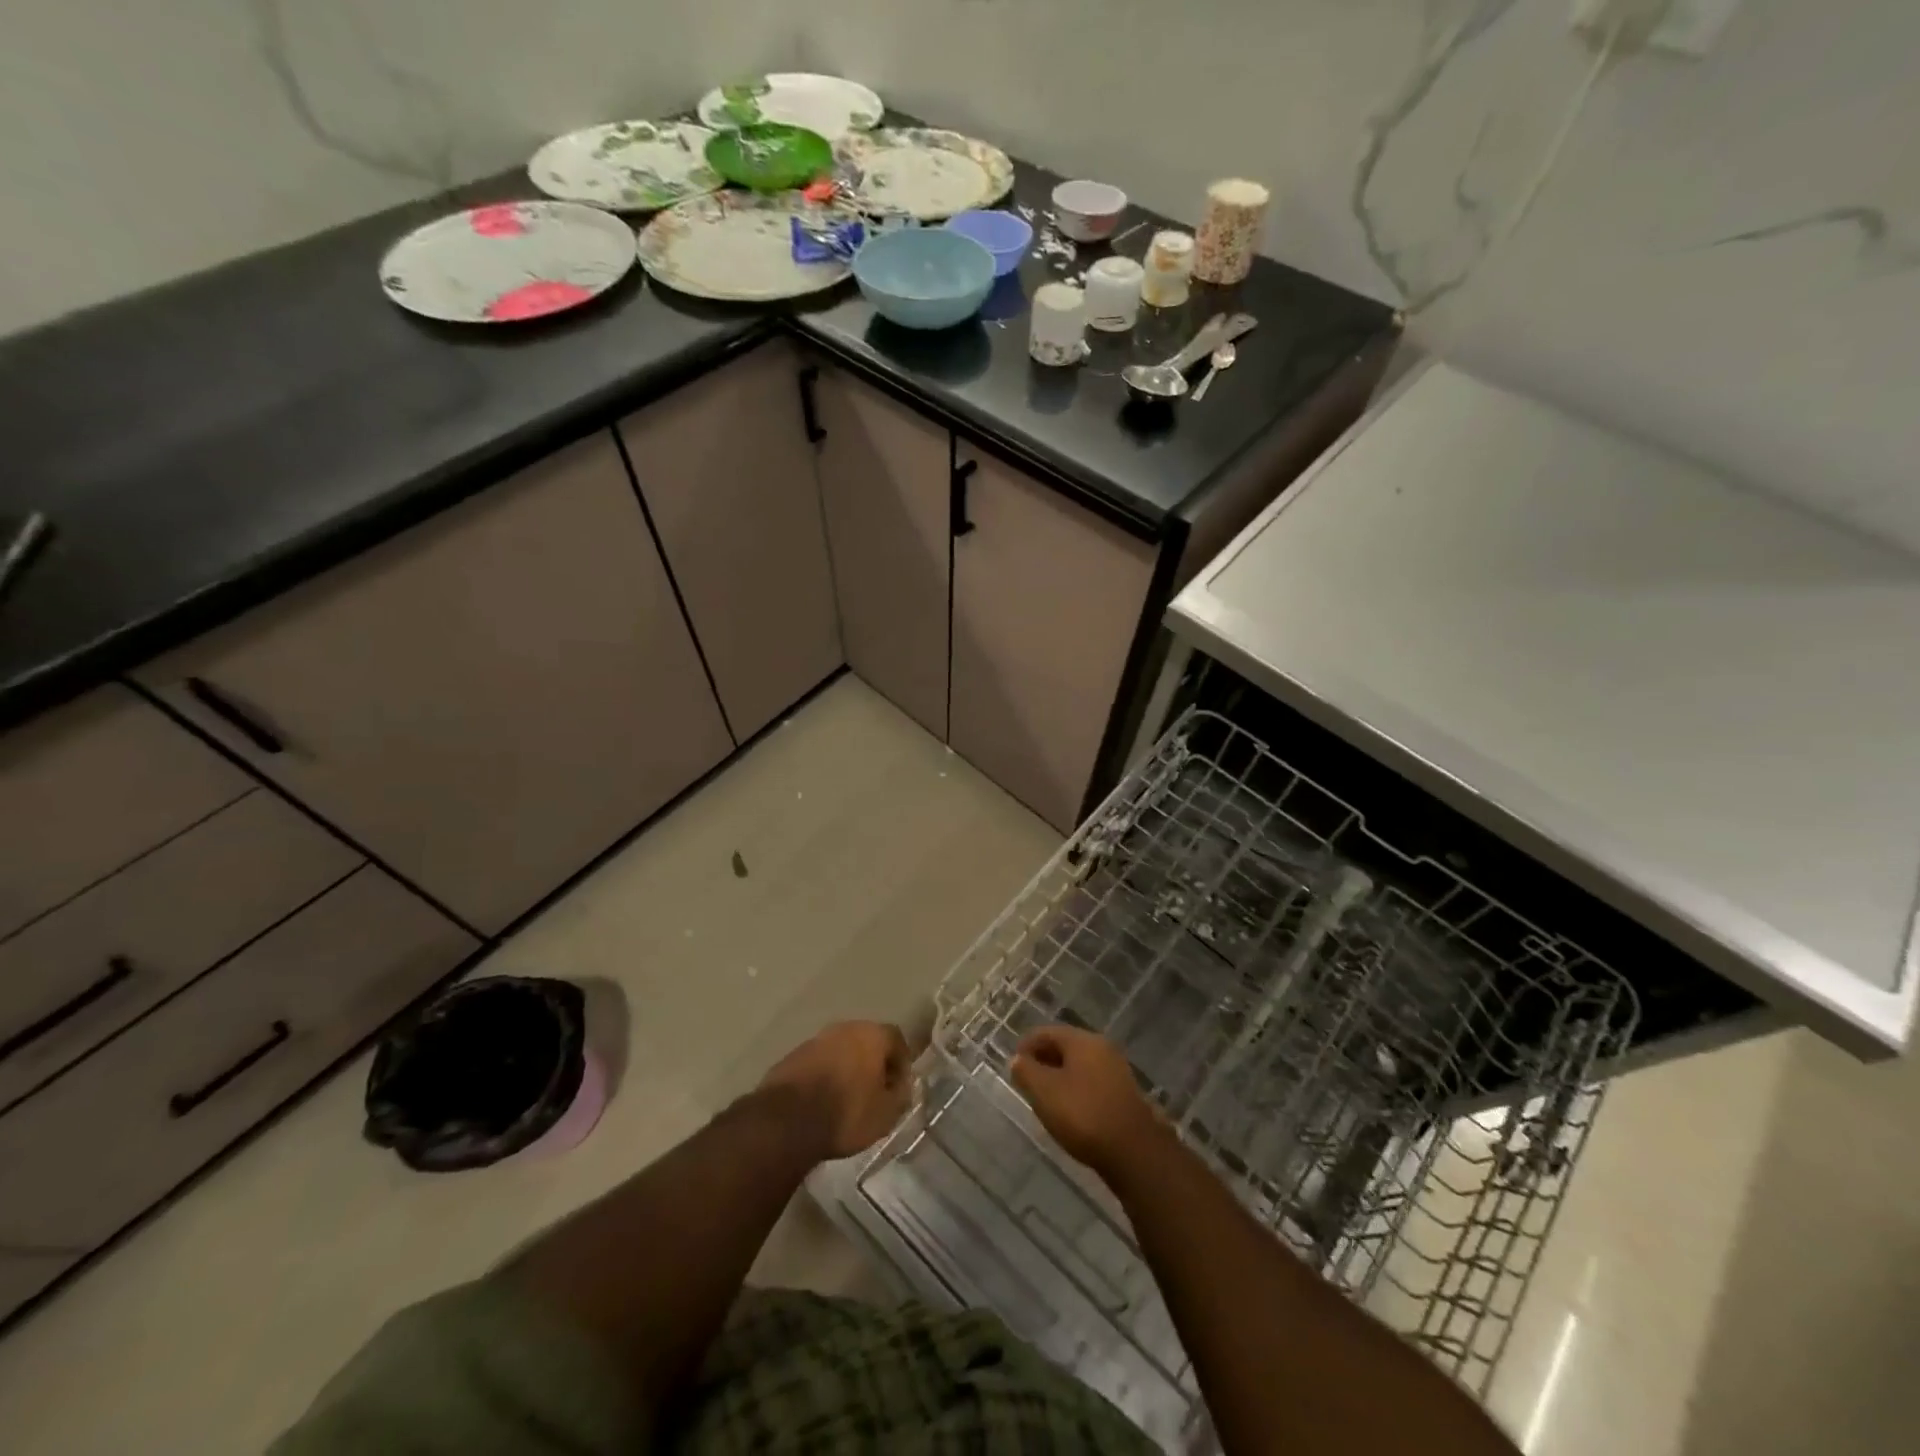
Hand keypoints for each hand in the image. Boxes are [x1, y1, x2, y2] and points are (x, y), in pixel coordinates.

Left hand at [759, 1020, 912, 1160]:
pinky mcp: (792, 1056)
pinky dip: (825, 1076)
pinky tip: (823, 1101)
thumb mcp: (886, 1114)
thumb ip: (901, 1095)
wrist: (787, 1121)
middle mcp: (844, 1028)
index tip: (899, 1087)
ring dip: (847, 1069)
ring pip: (840, 1050)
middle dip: (873, 1063)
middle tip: (875, 1091)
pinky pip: (818, 1063)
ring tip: (848, 1099)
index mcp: (872, 1034)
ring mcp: (816, 1040)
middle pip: (866, 1041)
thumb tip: (902, 1086)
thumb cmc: (847, 1113)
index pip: (896, 1038)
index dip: (901, 1062)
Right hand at [1011, 1025, 1165, 1180]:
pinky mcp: (1123, 1093)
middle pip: (1065, 1046)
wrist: (1134, 1151)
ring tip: (1044, 1097)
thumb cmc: (1083, 1115)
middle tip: (1026, 1081)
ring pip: (1079, 1064)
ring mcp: (1116, 1070)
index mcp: (1082, 1040)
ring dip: (1059, 1075)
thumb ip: (1026, 1071)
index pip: (1046, 1032)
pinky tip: (1069, 1109)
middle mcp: (1102, 1047)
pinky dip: (1075, 1088)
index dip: (1026, 1045)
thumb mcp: (1045, 1092)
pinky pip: (1091, 1081)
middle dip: (1043, 1060)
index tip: (1013, 1065)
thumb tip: (1018, 1059)